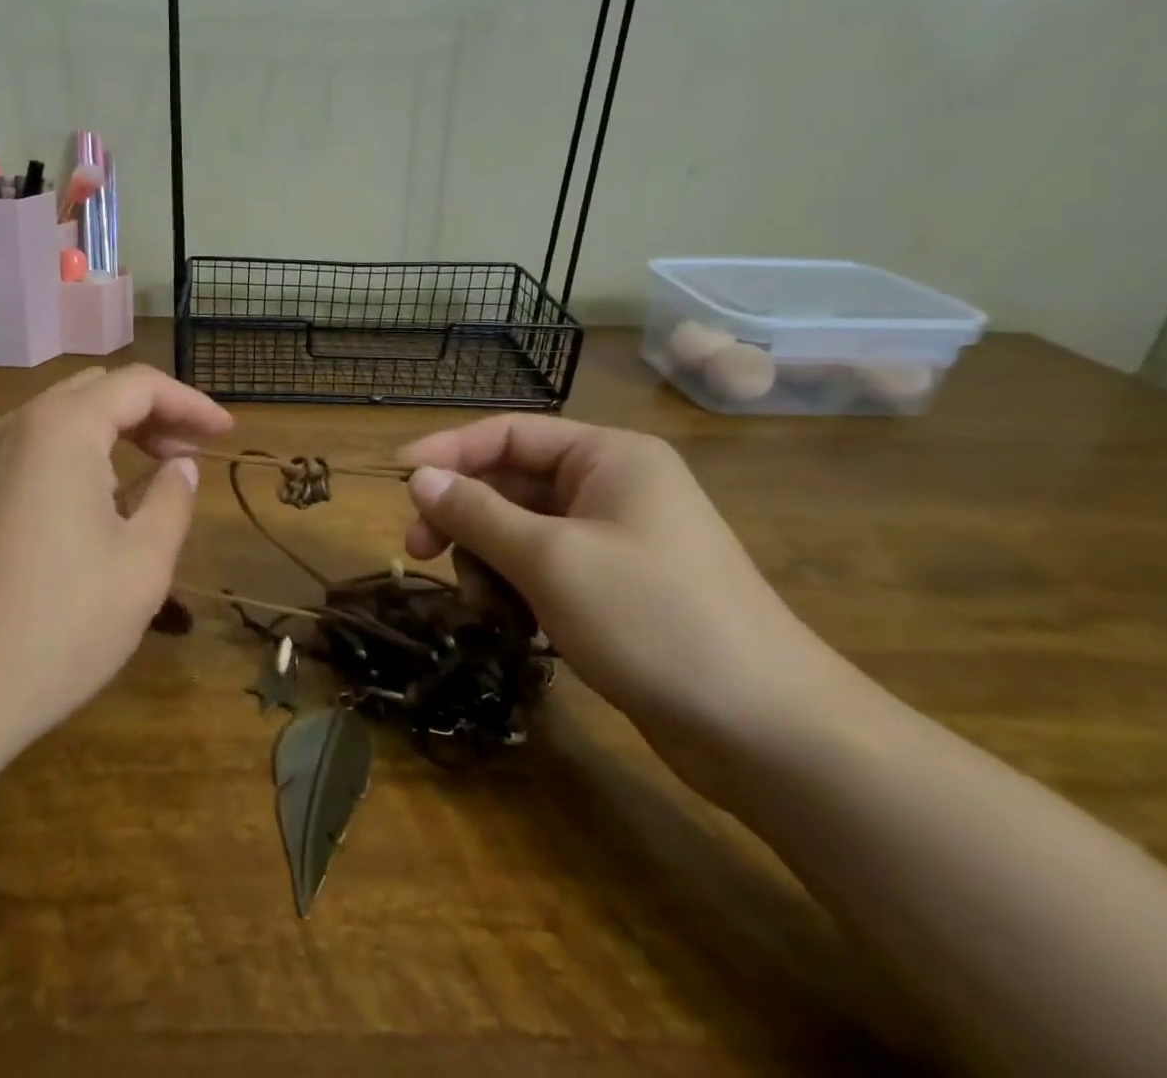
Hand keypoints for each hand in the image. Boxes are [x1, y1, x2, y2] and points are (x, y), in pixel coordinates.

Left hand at [0, 366, 232, 752]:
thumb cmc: (59, 623)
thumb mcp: (143, 563)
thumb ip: (173, 499)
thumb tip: (180, 467)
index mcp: (62, 427)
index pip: (138, 385)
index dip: (190, 403)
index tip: (226, 434)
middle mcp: (19, 426)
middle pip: (98, 391)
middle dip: (153, 411)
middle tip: (192, 452)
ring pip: (65, 417)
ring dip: (117, 431)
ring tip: (157, 472)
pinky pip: (38, 448)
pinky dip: (82, 453)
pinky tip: (104, 499)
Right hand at [401, 416, 847, 785]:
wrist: (769, 732)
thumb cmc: (653, 620)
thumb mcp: (549, 559)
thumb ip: (476, 512)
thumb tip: (419, 477)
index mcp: (609, 457)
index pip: (508, 433)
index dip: (448, 451)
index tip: (397, 476)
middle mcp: (612, 487)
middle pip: (511, 483)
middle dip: (465, 519)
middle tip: (421, 553)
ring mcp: (617, 540)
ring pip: (521, 532)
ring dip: (490, 564)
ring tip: (488, 610)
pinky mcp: (616, 589)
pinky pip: (545, 570)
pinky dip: (519, 591)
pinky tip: (518, 629)